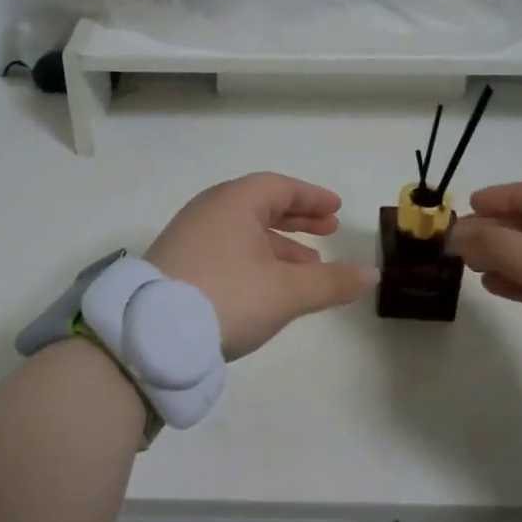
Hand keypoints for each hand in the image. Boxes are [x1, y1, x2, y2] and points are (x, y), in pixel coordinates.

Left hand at [145, 174, 377, 359]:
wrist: (149, 334)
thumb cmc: (226, 297)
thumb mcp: (286, 291)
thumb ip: (331, 282)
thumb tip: (371, 274)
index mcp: (234, 202)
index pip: (280, 187)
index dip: (311, 198)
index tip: (336, 211)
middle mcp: (210, 210)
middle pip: (261, 205)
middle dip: (298, 219)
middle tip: (330, 232)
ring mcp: (190, 236)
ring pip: (244, 230)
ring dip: (279, 244)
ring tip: (309, 266)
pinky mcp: (178, 262)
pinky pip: (227, 248)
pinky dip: (255, 258)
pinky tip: (268, 285)